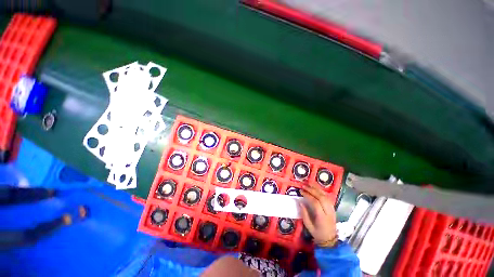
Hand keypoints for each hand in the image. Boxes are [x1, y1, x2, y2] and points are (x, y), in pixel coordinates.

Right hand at [299, 183, 336, 246]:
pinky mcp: (333, 208)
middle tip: (304, 186)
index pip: (315, 203)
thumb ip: (304, 214)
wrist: (330, 240)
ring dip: (317, 189)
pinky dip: (321, 192)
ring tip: (309, 184)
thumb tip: (300, 202)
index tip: (301, 192)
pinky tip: (316, 188)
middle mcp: (328, 212)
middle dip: (312, 190)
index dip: (308, 195)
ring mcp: (332, 210)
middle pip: (321, 197)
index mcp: (322, 217)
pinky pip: (328, 198)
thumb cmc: (318, 233)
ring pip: (325, 196)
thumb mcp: (308, 226)